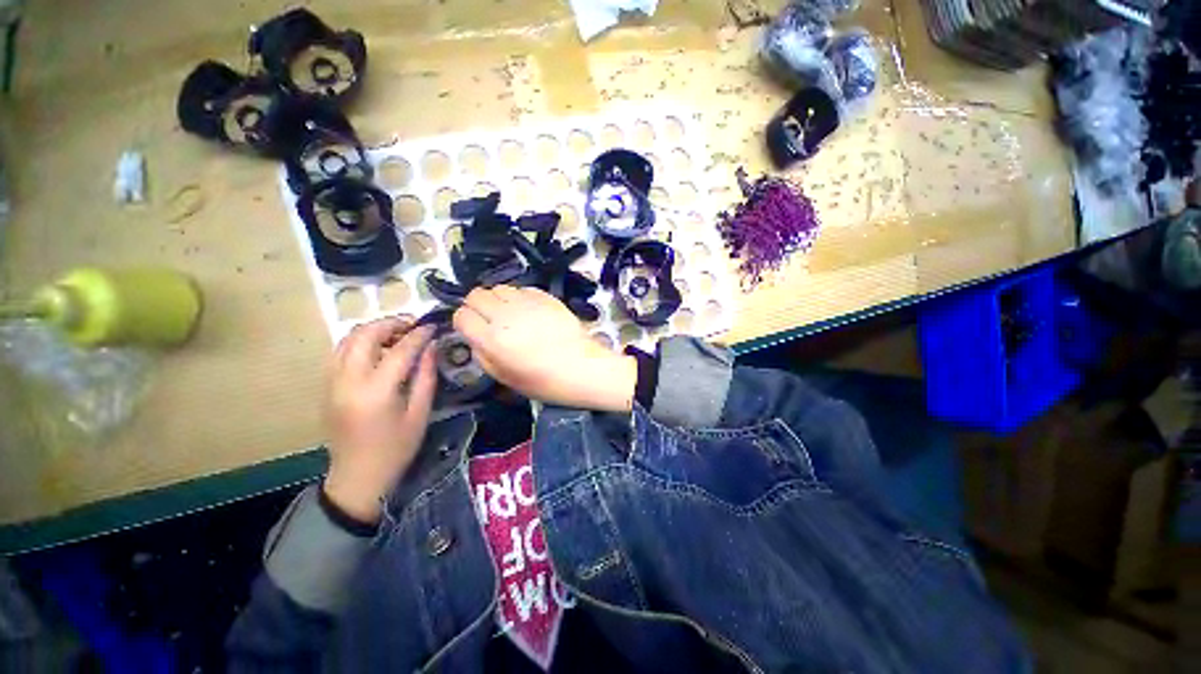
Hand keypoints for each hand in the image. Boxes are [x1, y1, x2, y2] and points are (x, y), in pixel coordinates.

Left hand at [323, 317, 436, 524]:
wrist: (358, 476)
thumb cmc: (396, 448)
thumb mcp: (420, 413)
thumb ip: (426, 376)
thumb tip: (431, 346)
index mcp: (376, 391)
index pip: (399, 350)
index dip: (419, 334)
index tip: (433, 326)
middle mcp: (348, 381)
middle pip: (364, 335)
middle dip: (390, 323)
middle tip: (413, 325)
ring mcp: (331, 383)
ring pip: (347, 339)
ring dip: (373, 331)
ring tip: (396, 335)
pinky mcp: (326, 387)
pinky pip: (340, 352)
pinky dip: (359, 343)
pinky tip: (377, 351)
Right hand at [453, 286, 636, 410]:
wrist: (583, 367)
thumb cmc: (545, 381)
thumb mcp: (505, 378)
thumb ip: (483, 355)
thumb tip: (476, 337)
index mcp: (493, 339)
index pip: (461, 315)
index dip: (464, 323)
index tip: (473, 330)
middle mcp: (506, 315)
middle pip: (476, 295)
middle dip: (477, 306)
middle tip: (489, 320)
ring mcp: (527, 302)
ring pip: (498, 287)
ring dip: (498, 299)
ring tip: (509, 314)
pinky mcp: (545, 296)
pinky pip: (521, 289)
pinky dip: (519, 297)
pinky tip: (529, 312)